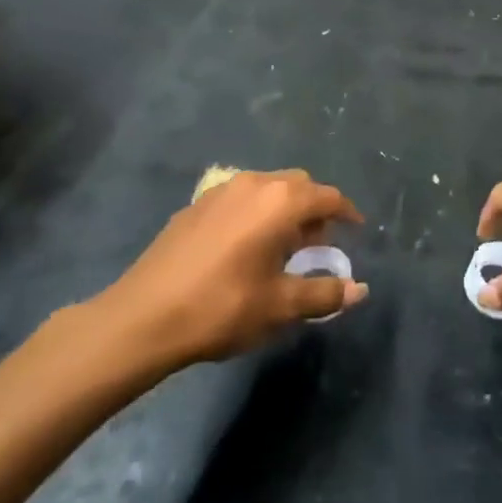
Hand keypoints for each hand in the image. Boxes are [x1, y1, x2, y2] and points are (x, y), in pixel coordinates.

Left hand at [84, 170, 365, 382]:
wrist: (142, 318)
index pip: (328, 197)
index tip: (356, 230)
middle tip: (317, 244)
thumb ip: (324, 294)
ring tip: (281, 247)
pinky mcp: (196, 205)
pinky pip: (240, 198)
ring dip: (284, 209)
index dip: (346, 213)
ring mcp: (221, 191)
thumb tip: (359, 290)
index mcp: (281, 202)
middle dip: (314, 209)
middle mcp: (255, 184)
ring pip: (268, 188)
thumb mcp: (280, 306)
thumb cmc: (222, 308)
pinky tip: (244, 248)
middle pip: (298, 185)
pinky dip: (255, 213)